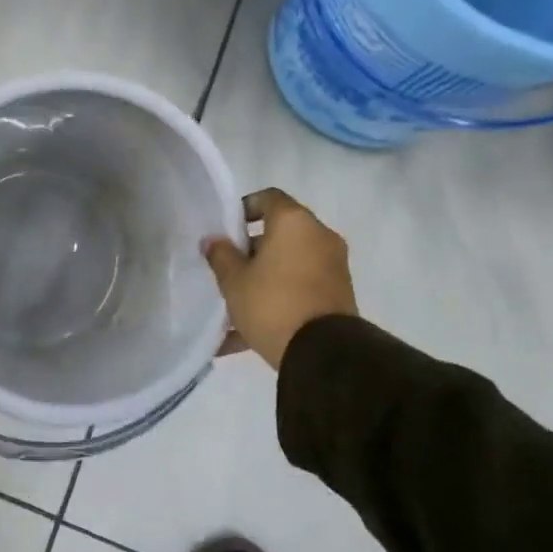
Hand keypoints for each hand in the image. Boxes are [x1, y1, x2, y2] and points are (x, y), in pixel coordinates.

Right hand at [202, 188, 355, 370]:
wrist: (322, 353)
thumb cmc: (272, 303)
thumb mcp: (234, 281)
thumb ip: (221, 255)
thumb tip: (214, 241)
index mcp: (295, 223)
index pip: (268, 198)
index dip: (244, 208)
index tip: (225, 230)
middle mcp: (320, 237)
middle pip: (280, 232)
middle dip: (251, 249)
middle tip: (227, 268)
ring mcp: (333, 267)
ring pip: (289, 262)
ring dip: (264, 276)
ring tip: (235, 303)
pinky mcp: (338, 295)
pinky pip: (300, 287)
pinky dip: (278, 297)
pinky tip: (247, 331)